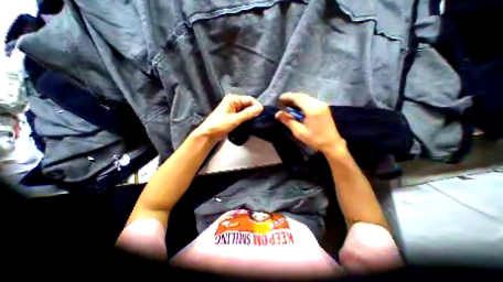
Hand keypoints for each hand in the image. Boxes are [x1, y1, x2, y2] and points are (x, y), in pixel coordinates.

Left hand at [192, 95, 262, 142]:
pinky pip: (243, 115)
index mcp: (233, 99)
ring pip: (246, 110)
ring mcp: (233, 109)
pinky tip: (250, 123)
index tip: (263, 113)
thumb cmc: (219, 125)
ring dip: (251, 115)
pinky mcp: (233, 116)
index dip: (256, 105)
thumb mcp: (235, 119)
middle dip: (254, 111)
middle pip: (248, 104)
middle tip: (260, 119)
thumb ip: (248, 114)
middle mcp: (233, 102)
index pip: (249, 99)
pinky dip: (247, 118)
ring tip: (257, 121)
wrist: (208, 134)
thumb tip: (261, 108)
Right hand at [274, 94, 345, 156]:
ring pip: (307, 97)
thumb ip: (288, 121)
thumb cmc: (314, 139)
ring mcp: (322, 104)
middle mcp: (318, 103)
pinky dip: (303, 101)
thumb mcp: (299, 132)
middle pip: (302, 96)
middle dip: (291, 97)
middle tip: (282, 101)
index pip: (298, 98)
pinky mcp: (324, 107)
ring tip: (288, 104)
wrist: (332, 143)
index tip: (279, 98)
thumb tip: (277, 114)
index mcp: (312, 109)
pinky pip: (311, 100)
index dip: (288, 97)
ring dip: (297, 99)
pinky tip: (298, 107)